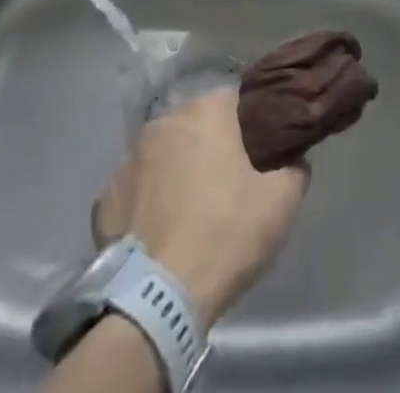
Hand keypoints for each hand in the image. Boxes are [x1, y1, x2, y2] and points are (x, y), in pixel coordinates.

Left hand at [93, 89, 306, 327]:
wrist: (157, 298)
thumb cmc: (225, 235)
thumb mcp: (280, 203)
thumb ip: (294, 168)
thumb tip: (292, 158)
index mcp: (206, 112)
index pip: (235, 101)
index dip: (249, 125)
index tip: (258, 153)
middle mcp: (165, 121)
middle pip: (196, 125)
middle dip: (210, 146)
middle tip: (226, 183)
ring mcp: (129, 157)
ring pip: (163, 153)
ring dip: (176, 170)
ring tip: (190, 210)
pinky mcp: (105, 196)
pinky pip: (135, 187)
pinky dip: (147, 200)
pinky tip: (159, 230)